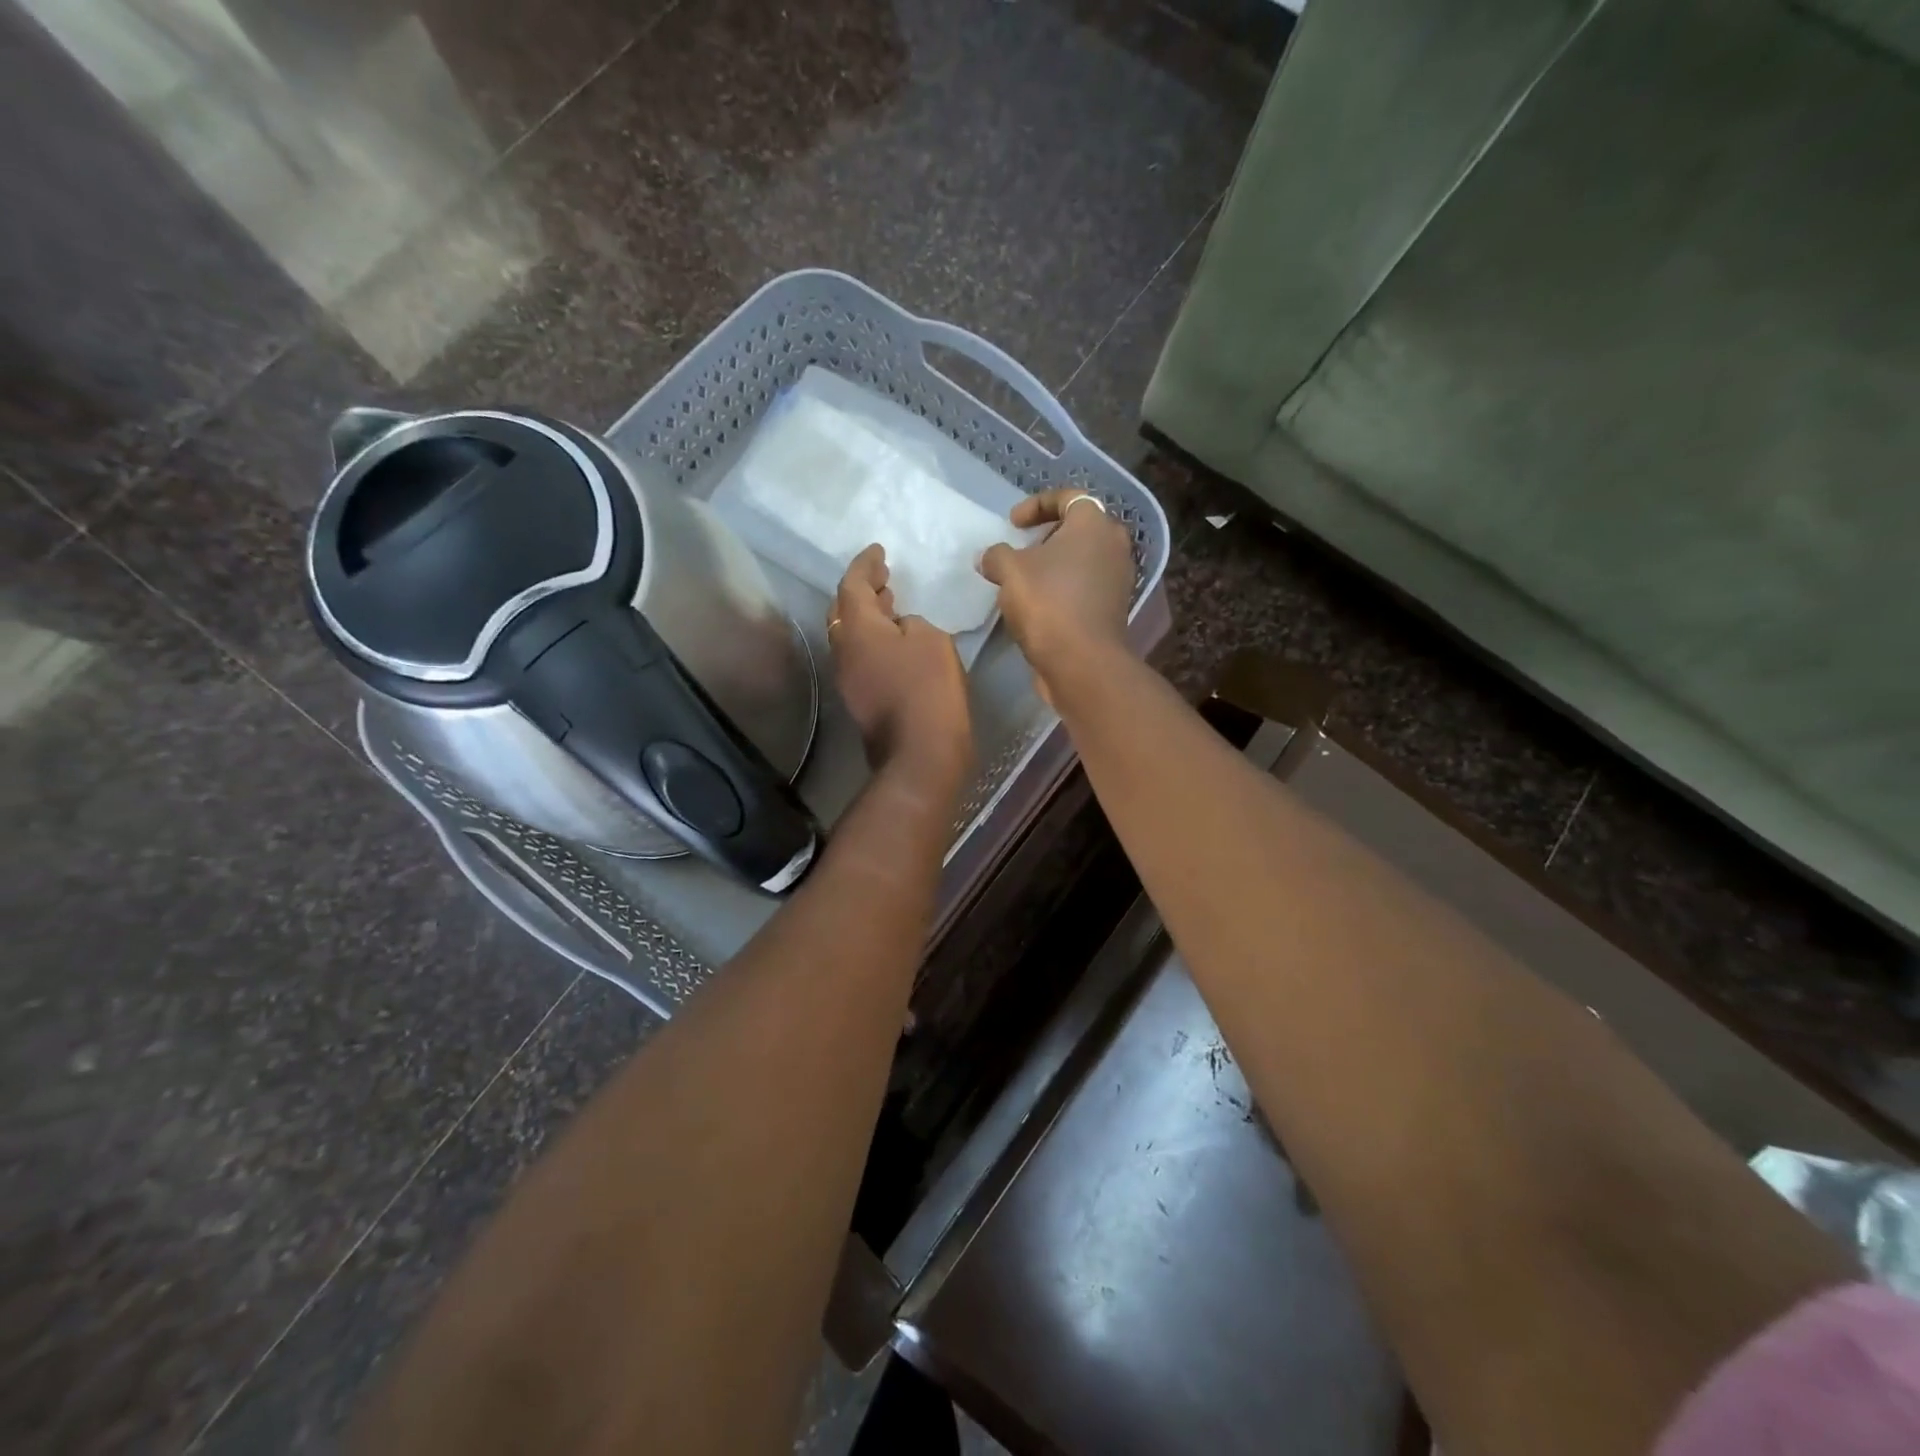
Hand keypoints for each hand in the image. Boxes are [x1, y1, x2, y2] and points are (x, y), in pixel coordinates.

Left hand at [828, 545, 971, 780]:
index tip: (878, 551)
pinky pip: (860, 656)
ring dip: (866, 617)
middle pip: (842, 610)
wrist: (920, 753)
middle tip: (882, 578)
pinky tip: (894, 641)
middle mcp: (842, 649)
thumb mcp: (931, 640)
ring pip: (849, 635)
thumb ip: (912, 623)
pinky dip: (872, 640)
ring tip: (890, 604)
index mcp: (857, 628)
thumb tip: (900, 628)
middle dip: (860, 590)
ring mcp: (847, 677)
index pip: (851, 584)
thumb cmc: (928, 688)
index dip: (865, 564)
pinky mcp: (859, 698)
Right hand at [979, 489, 1133, 692]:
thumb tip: (990, 557)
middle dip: (1047, 536)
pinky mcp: (1113, 610)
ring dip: (1055, 566)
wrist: (1082, 662)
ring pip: (1083, 561)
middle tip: (1022, 549)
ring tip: (1025, 581)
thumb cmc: (1048, 603)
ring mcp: (1118, 580)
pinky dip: (1064, 589)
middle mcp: (1114, 546)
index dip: (1037, 504)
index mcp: (1094, 524)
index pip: (1069, 497)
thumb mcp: (1010, 571)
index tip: (1013, 523)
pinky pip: (1085, 588)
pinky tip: (1039, 606)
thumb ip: (997, 555)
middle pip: (1079, 529)